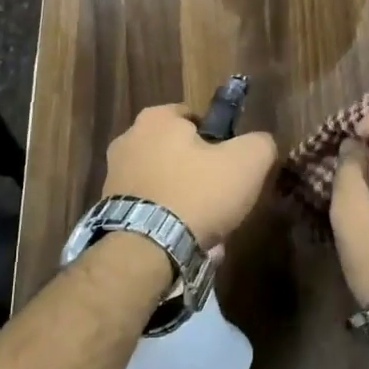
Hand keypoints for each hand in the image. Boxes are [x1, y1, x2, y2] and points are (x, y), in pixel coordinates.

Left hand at [102, 103, 278, 249]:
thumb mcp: (247, 162)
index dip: (217, 140)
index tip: (230, 165)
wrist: (145, 250)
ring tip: (206, 230)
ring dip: (184, 202)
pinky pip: (149, 210)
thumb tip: (260, 143)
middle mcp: (128, 139)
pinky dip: (166, 223)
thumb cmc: (196, 193)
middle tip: (220, 199)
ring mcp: (114, 176)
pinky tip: (184, 243)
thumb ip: (260, 143)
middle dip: (199, 174)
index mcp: (156, 118)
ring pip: (165, 184)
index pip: (194, 118)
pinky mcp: (108, 210)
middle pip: (177, 152)